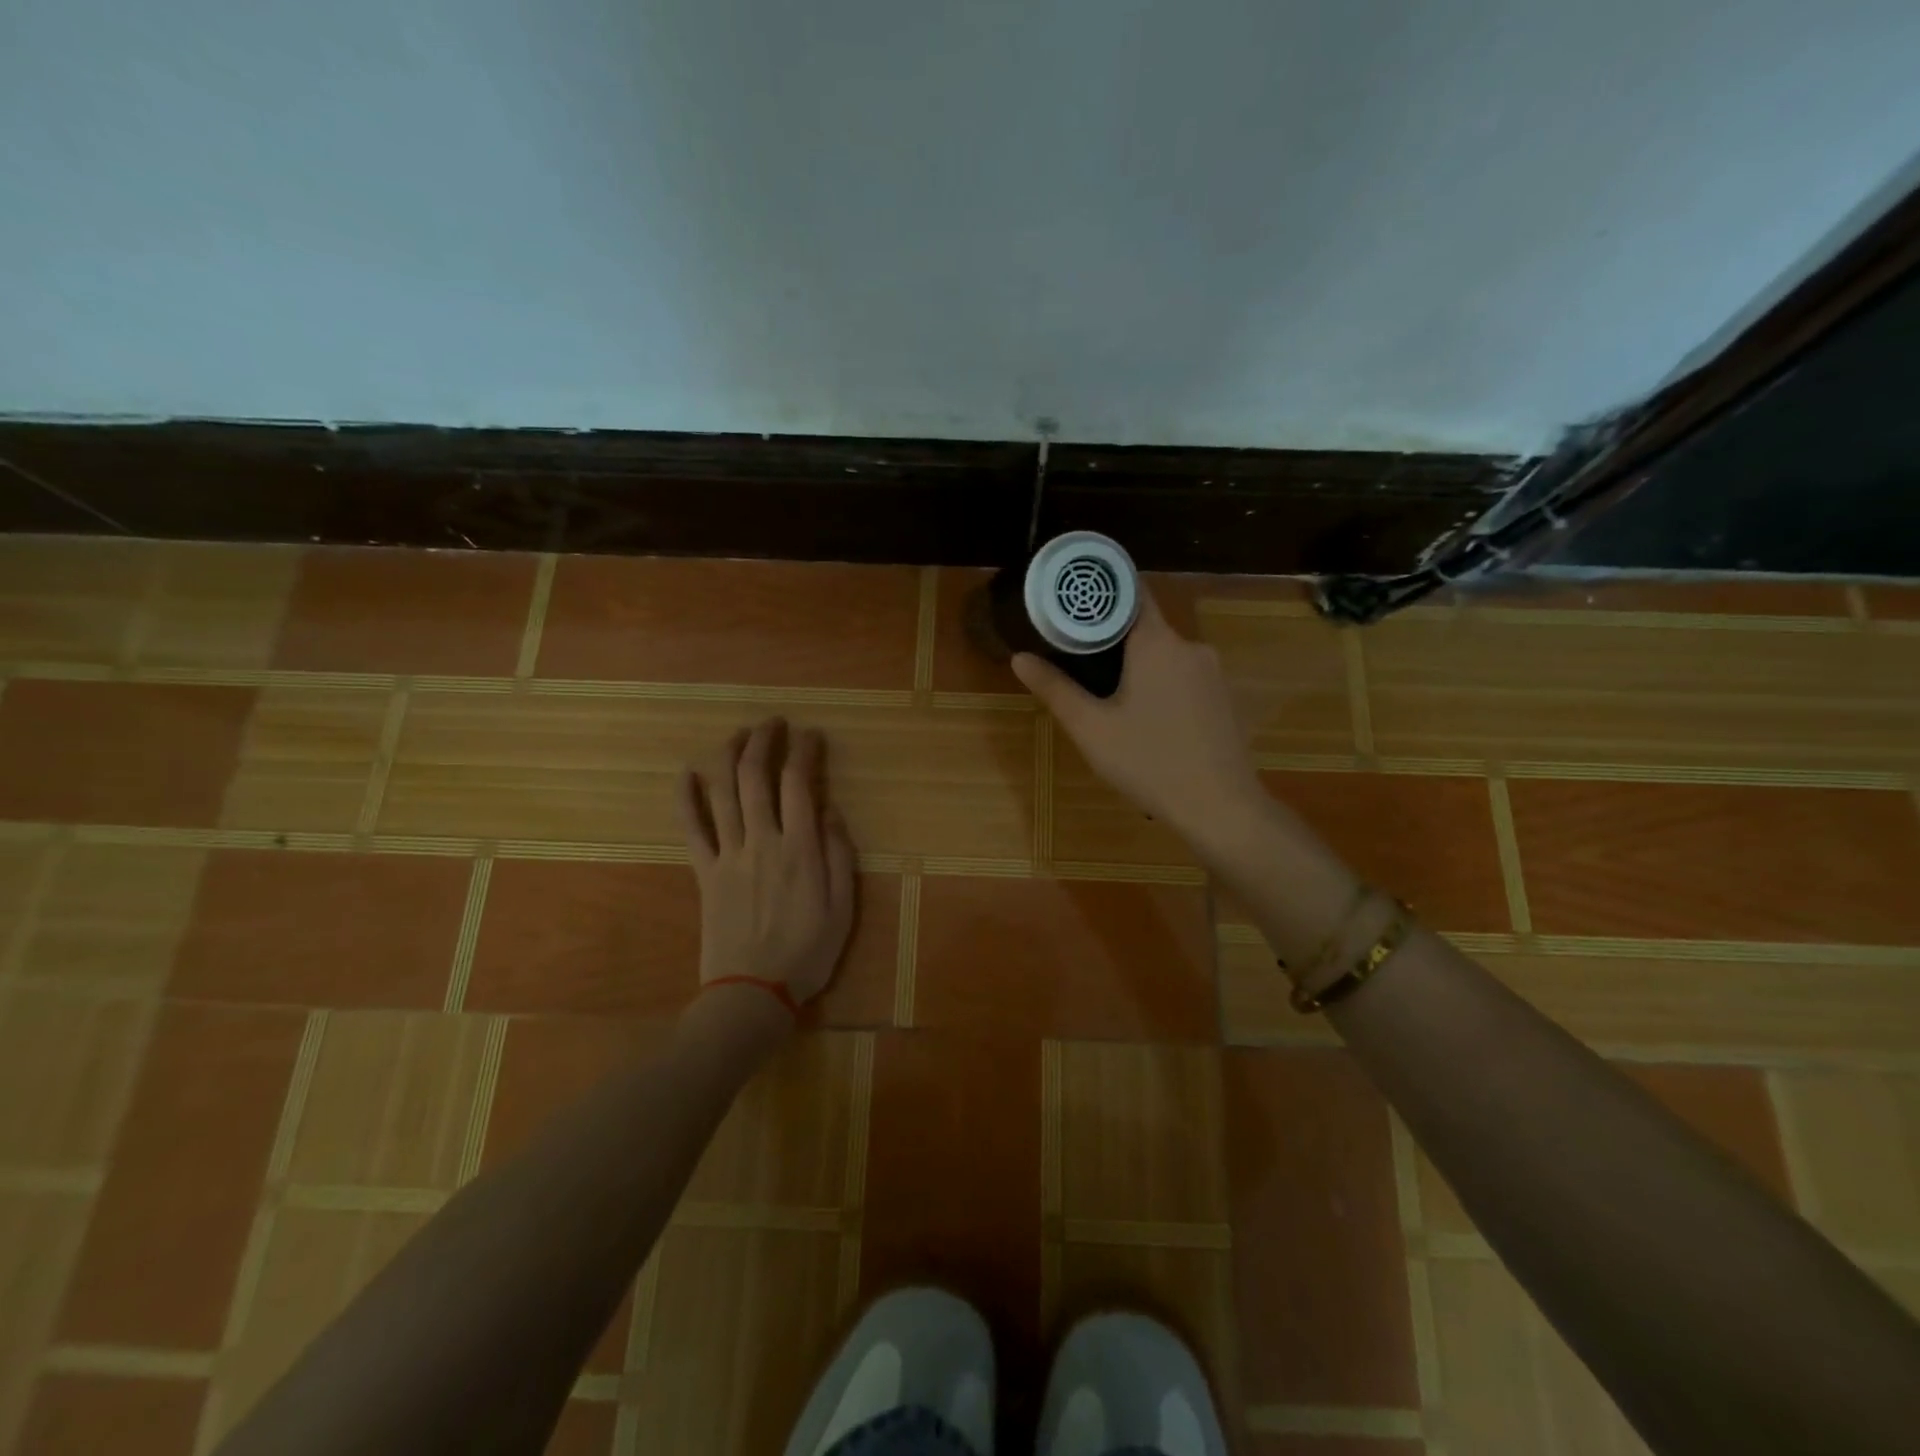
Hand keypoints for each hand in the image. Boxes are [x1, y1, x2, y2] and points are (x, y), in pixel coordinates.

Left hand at [675, 718, 857, 1008]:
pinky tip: (686, 774)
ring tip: (738, 735)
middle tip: (772, 723)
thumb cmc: (807, 952)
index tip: (811, 735)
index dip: (804, 751)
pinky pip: (691, 828)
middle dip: (763, 741)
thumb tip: (829, 809)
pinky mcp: (704, 872)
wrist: (752, 993)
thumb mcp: (843, 907)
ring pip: (722, 792)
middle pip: (755, 776)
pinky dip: (686, 798)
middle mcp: (762, 841)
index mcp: (800, 848)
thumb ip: (838, 854)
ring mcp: (728, 854)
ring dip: (728, 756)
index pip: (799, 783)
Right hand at [1013, 589, 1262, 844]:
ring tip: (1106, 692)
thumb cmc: (1149, 762)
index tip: (1073, 598)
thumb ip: (1055, 689)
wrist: (1220, 808)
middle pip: (1145, 625)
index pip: (1131, 592)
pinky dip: (1160, 683)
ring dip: (1137, 664)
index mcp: (1157, 643)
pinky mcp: (1223, 697)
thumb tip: (1019, 658)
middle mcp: (1190, 646)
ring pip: (1165, 653)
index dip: (1102, 591)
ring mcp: (1212, 672)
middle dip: (1112, 637)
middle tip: (1077, 656)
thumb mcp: (1091, 728)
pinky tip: (1145, 716)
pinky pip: (1183, 675)